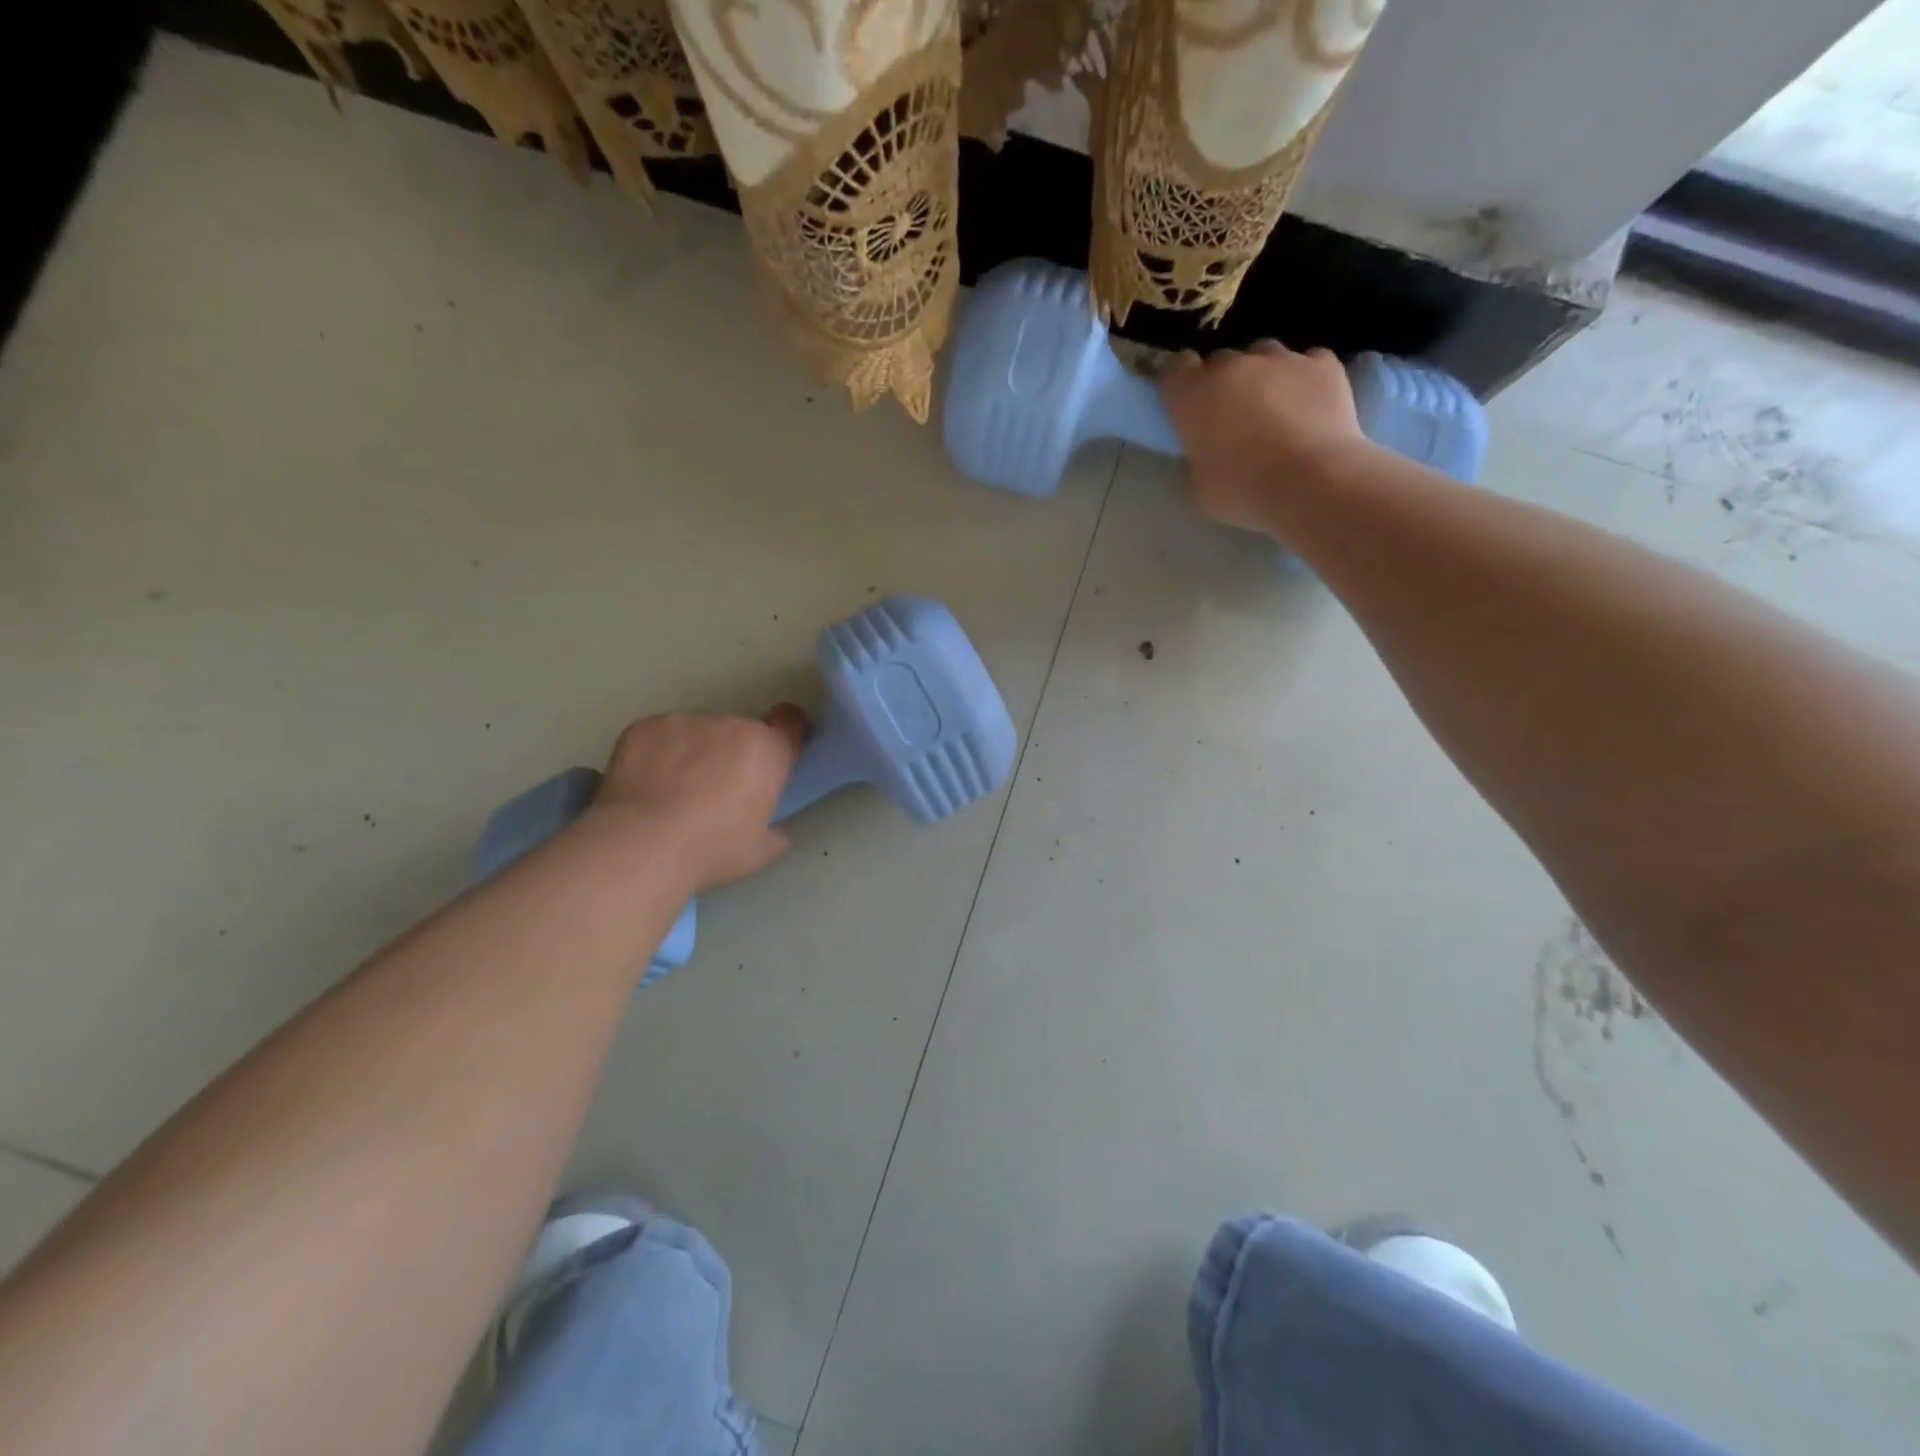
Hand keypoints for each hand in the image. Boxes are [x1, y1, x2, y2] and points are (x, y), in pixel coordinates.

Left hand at [591, 706, 807, 891]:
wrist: (642, 847)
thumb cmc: (712, 849)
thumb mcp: (761, 851)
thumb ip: (774, 828)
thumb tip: (770, 824)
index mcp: (767, 751)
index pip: (790, 722)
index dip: (784, 734)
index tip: (772, 756)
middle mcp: (731, 725)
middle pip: (740, 731)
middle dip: (732, 753)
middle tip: (715, 790)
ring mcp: (685, 721)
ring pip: (697, 731)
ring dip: (693, 751)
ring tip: (672, 789)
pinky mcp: (645, 726)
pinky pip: (659, 736)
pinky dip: (656, 753)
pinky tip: (645, 784)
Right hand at [1160, 342, 1367, 532]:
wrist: (1312, 483)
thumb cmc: (1242, 490)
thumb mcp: (1198, 489)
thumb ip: (1192, 461)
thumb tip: (1199, 453)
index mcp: (1192, 394)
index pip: (1174, 368)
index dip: (1180, 384)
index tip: (1186, 404)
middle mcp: (1232, 364)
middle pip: (1220, 362)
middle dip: (1222, 383)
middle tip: (1231, 417)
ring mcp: (1280, 358)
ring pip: (1263, 355)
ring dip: (1262, 376)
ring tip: (1274, 408)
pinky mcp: (1322, 363)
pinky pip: (1308, 362)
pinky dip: (1305, 379)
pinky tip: (1310, 405)